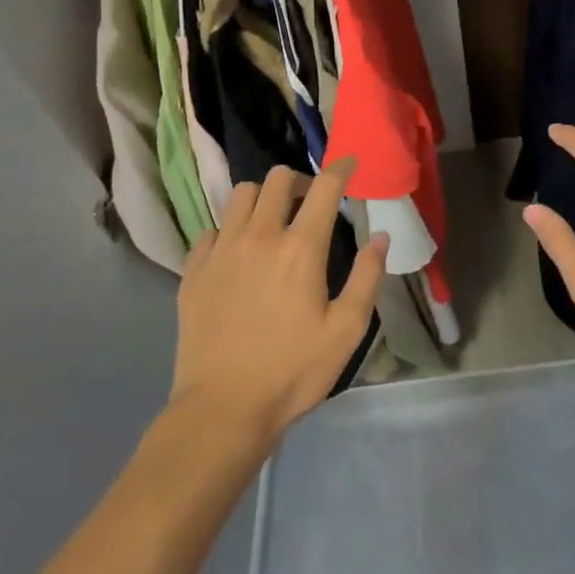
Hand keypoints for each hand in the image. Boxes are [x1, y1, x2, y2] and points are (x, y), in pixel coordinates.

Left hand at [169, 160, 387, 440]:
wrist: (222, 409)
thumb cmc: (292, 371)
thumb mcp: (346, 330)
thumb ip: (367, 277)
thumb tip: (381, 236)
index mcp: (300, 248)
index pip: (324, 187)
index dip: (340, 169)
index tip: (349, 164)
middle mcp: (258, 236)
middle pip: (276, 179)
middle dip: (298, 181)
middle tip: (309, 201)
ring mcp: (221, 251)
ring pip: (239, 196)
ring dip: (261, 199)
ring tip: (271, 221)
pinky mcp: (193, 271)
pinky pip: (211, 230)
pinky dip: (229, 230)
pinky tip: (237, 254)